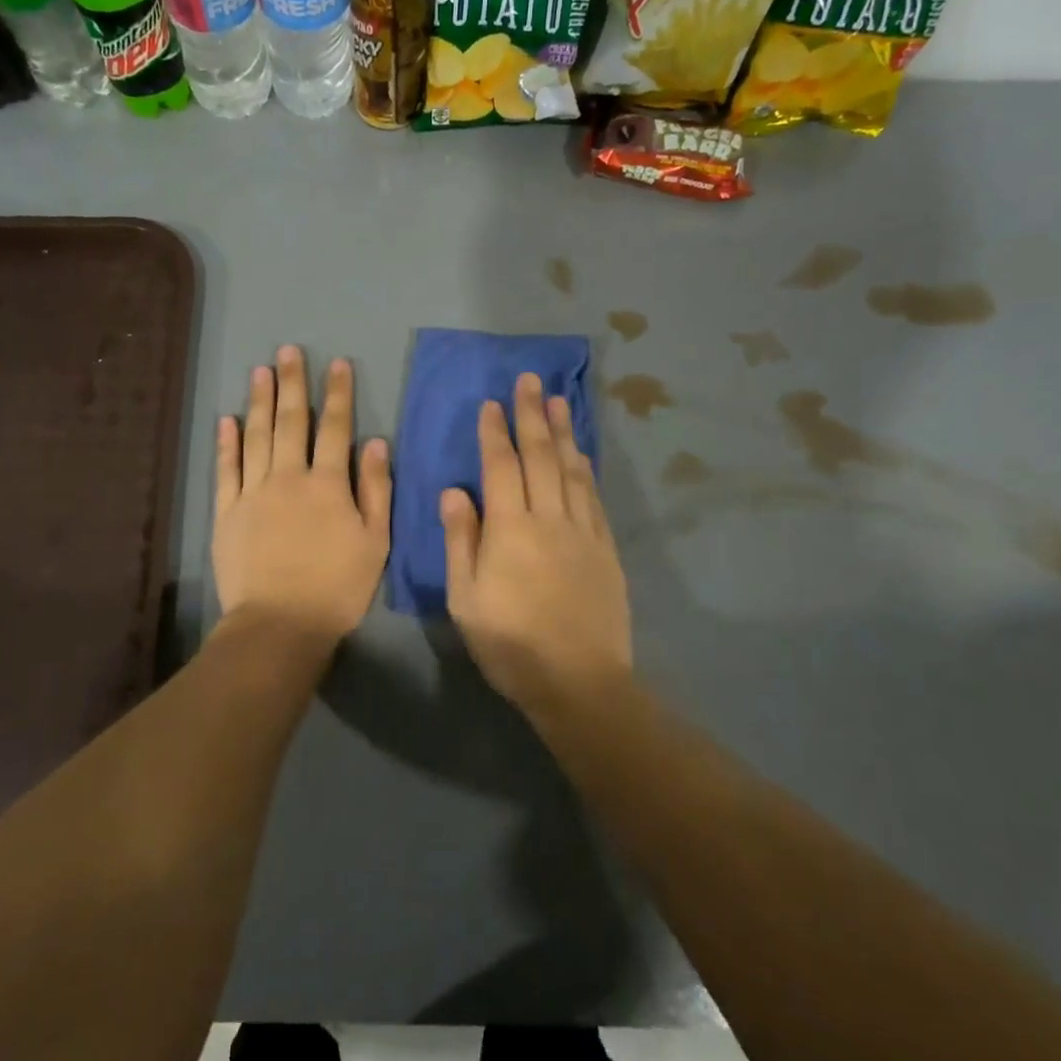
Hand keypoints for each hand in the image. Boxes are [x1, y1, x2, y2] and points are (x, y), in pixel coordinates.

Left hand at [213, 346, 391, 643]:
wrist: (280, 624)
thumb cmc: (337, 587)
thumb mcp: (374, 542)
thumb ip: (375, 490)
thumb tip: (375, 442)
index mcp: (328, 485)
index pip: (336, 429)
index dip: (338, 394)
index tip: (337, 363)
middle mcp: (288, 478)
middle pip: (291, 423)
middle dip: (293, 384)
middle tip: (289, 351)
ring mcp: (253, 493)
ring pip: (256, 437)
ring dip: (259, 401)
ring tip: (260, 371)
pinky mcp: (226, 513)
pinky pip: (226, 470)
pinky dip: (227, 443)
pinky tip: (227, 420)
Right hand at [442, 374, 632, 711]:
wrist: (579, 681)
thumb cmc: (511, 644)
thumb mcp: (466, 599)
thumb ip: (461, 541)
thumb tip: (454, 492)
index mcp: (510, 529)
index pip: (501, 468)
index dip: (495, 432)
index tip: (492, 403)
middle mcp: (549, 519)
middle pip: (540, 457)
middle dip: (532, 416)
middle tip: (530, 380)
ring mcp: (583, 532)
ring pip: (571, 470)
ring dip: (563, 432)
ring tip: (558, 400)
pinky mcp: (605, 549)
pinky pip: (593, 497)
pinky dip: (586, 469)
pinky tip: (582, 454)